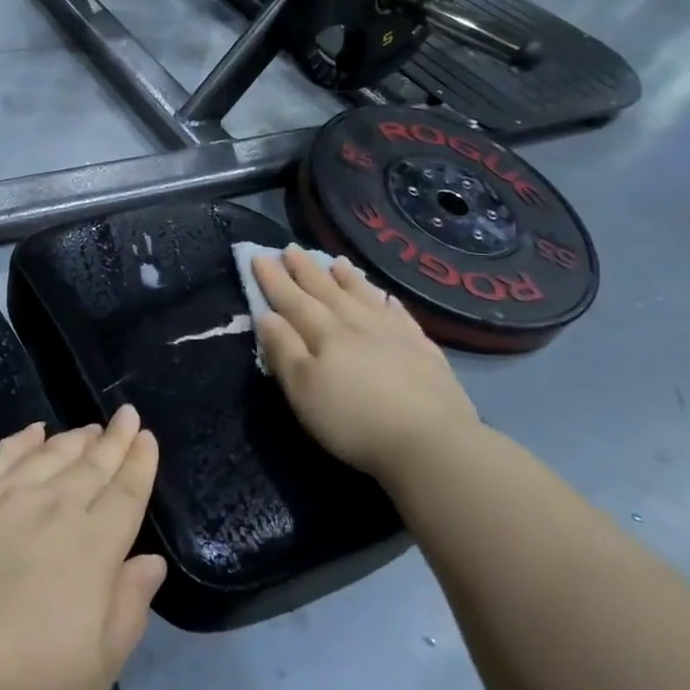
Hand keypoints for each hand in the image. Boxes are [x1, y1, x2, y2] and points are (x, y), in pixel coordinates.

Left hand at [0, 406, 166, 689]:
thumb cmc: (23, 679)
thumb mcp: (98, 665)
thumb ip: (130, 606)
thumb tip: (153, 561)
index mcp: (94, 546)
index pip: (126, 494)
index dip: (140, 464)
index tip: (147, 437)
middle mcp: (55, 507)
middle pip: (92, 465)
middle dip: (114, 439)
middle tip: (127, 415)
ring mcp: (6, 496)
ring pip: (50, 454)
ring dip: (74, 438)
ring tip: (90, 427)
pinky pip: (0, 455)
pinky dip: (21, 440)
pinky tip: (33, 431)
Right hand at [252, 247, 479, 480]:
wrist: (431, 441)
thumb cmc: (353, 419)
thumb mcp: (303, 389)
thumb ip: (283, 349)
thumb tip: (266, 315)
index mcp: (324, 332)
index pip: (291, 299)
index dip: (273, 279)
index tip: (258, 256)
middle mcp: (357, 323)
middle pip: (326, 290)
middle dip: (306, 270)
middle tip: (291, 248)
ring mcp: (394, 333)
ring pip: (364, 295)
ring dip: (347, 278)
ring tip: (335, 261)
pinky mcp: (423, 349)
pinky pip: (400, 314)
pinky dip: (388, 301)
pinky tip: (386, 297)